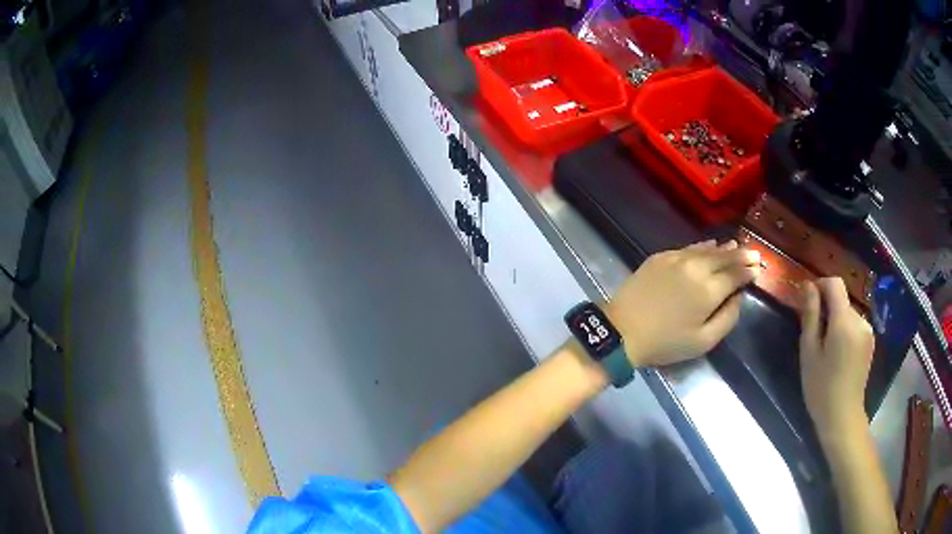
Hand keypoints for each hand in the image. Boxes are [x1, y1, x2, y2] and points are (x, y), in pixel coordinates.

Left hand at [607, 240, 759, 367]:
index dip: (749, 270)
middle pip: (724, 257)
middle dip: (741, 255)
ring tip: (736, 246)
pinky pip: (688, 247)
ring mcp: (677, 259)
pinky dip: (702, 246)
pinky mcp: (660, 256)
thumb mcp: (703, 342)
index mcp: (709, 290)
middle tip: (754, 252)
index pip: (735, 274)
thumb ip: (727, 318)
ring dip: (724, 248)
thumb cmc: (665, 343)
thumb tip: (738, 297)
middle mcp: (696, 268)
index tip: (758, 267)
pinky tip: (709, 245)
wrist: (622, 330)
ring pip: (707, 249)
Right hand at [798, 278, 874, 443]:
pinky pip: (855, 325)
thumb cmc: (821, 387)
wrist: (842, 416)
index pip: (835, 284)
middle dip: (827, 309)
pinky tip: (838, 354)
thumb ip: (810, 315)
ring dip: (836, 321)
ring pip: (848, 313)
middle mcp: (860, 319)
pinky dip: (845, 330)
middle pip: (841, 300)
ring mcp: (867, 330)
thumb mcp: (809, 352)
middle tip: (813, 334)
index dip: (820, 286)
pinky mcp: (870, 341)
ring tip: (826, 348)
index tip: (808, 301)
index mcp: (844, 321)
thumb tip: (808, 286)